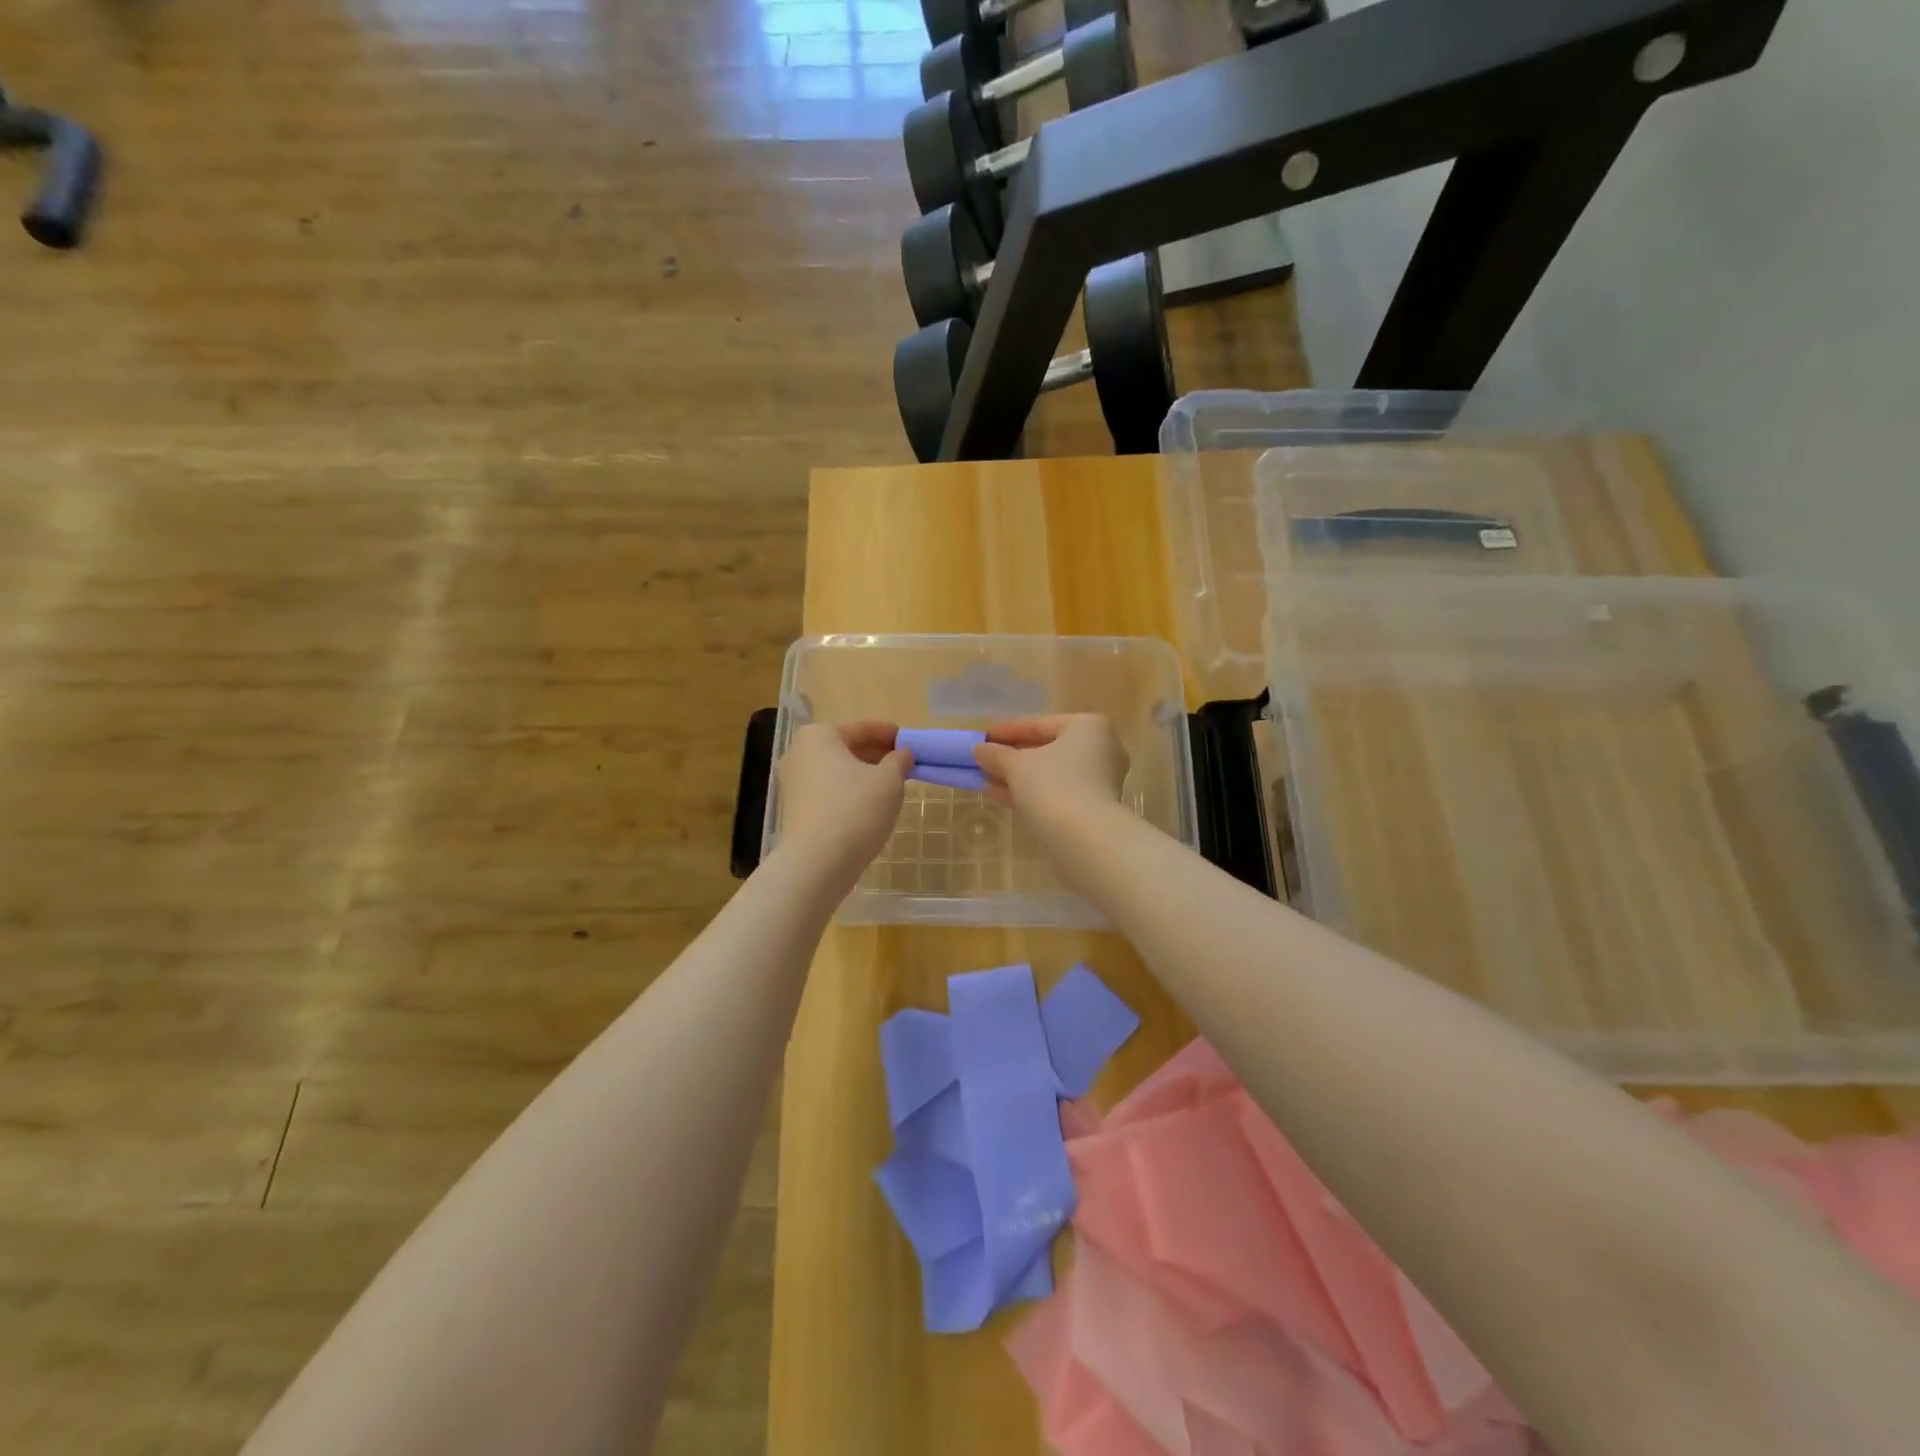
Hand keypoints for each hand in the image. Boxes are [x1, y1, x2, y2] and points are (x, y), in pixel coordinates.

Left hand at [776, 720, 909, 879]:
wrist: (817, 861)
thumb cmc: (856, 808)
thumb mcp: (889, 780)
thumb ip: (899, 761)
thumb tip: (902, 754)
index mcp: (818, 736)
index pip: (861, 728)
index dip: (889, 734)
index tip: (910, 741)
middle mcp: (799, 753)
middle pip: (845, 748)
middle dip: (875, 754)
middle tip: (903, 763)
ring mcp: (792, 783)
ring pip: (836, 771)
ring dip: (863, 774)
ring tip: (891, 784)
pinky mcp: (794, 809)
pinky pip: (828, 790)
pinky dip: (849, 791)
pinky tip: (869, 804)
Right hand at [973, 715, 1128, 842]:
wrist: (1086, 840)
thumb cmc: (1053, 787)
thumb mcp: (1017, 766)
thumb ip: (996, 755)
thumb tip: (980, 749)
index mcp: (1087, 727)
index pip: (1039, 724)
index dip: (1006, 731)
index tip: (982, 737)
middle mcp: (1100, 749)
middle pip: (1046, 749)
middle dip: (1012, 757)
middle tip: (984, 760)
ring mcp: (1099, 780)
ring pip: (1050, 773)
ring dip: (1017, 777)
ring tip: (986, 780)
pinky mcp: (1093, 807)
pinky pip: (1056, 792)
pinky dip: (1031, 792)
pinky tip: (1001, 796)